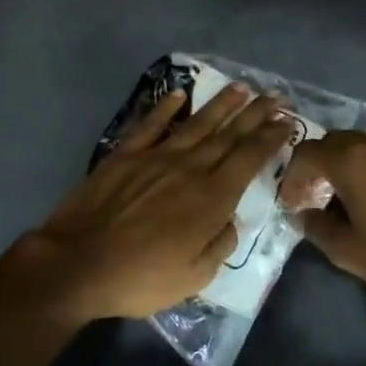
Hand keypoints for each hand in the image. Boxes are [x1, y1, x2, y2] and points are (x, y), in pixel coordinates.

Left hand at [12, 84, 296, 322]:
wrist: (78, 264)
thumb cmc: (140, 278)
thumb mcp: (195, 276)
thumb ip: (220, 244)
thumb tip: (231, 221)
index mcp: (211, 198)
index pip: (249, 158)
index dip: (271, 138)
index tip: (287, 122)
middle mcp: (189, 168)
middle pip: (229, 135)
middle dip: (255, 114)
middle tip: (275, 96)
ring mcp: (155, 157)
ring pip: (196, 123)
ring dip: (221, 104)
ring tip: (241, 87)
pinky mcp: (125, 155)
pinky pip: (151, 124)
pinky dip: (166, 107)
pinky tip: (180, 95)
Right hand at [281, 132, 365, 312]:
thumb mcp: (346, 251)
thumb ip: (316, 227)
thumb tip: (304, 214)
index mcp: (353, 161)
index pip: (308, 153)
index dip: (293, 176)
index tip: (292, 203)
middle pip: (336, 142)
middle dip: (319, 166)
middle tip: (315, 197)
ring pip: (365, 147)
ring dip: (349, 166)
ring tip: (349, 199)